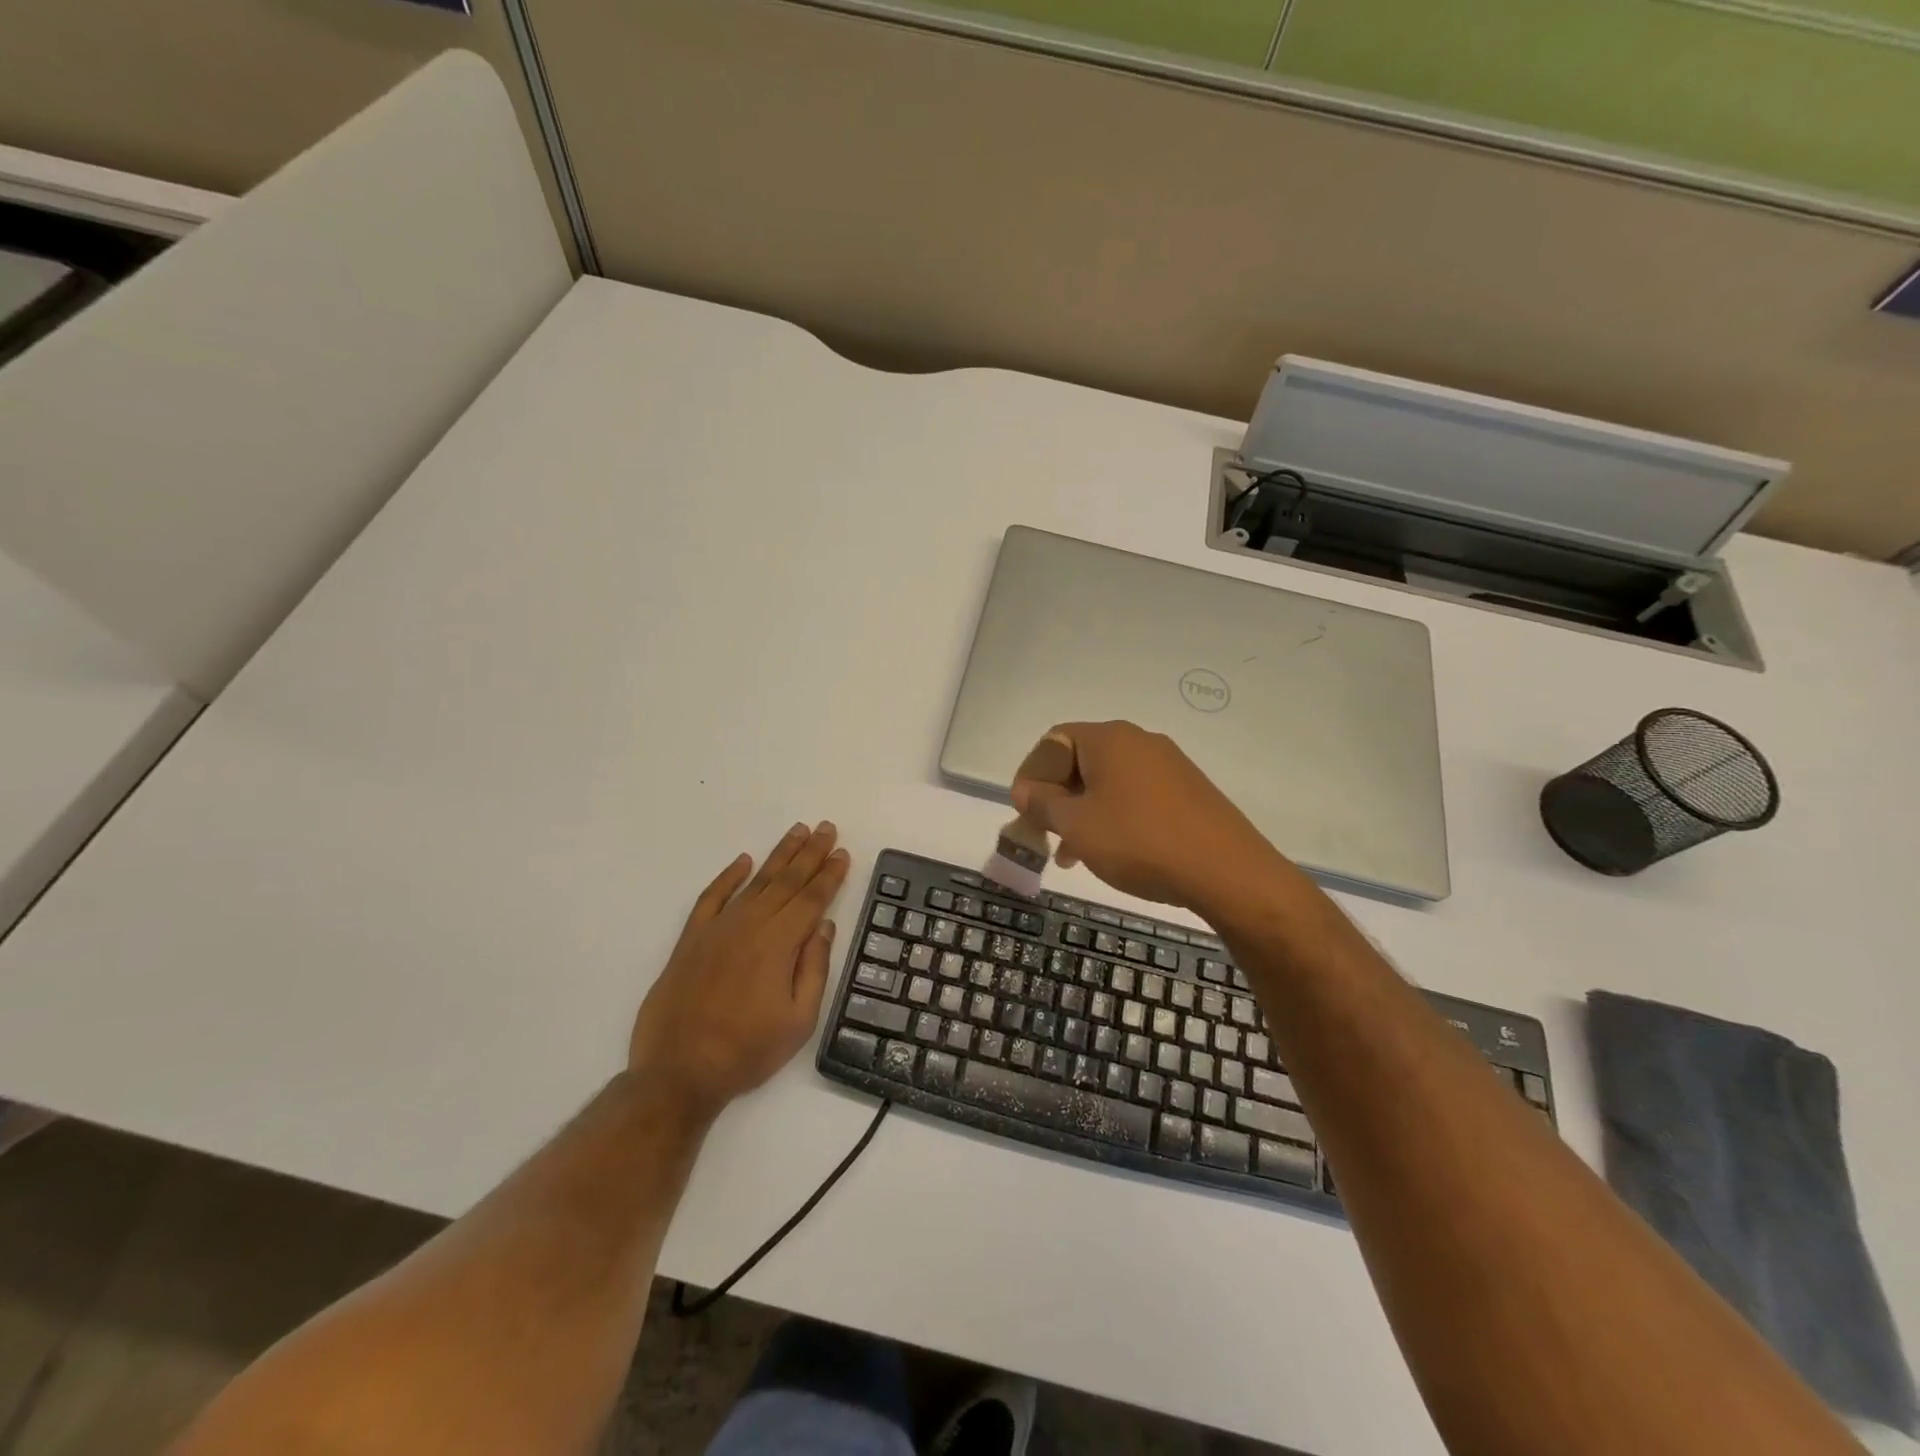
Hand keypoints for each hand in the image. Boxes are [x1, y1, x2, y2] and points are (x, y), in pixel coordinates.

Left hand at [629, 822, 850, 1120]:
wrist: (678, 1072)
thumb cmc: (747, 1051)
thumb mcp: (799, 1021)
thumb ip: (814, 968)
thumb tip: (824, 925)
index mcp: (779, 944)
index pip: (812, 899)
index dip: (830, 874)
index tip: (842, 852)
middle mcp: (750, 925)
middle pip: (787, 881)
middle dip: (810, 853)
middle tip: (826, 828)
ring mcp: (718, 929)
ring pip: (755, 881)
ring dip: (779, 855)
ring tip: (797, 832)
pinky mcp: (691, 939)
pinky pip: (712, 897)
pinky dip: (728, 876)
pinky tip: (743, 861)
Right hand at [1012, 721, 1286, 915]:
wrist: (1227, 872)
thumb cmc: (1139, 842)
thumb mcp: (1077, 825)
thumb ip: (1043, 804)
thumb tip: (1024, 791)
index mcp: (1110, 739)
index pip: (1053, 741)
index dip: (1031, 774)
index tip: (1023, 810)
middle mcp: (1140, 741)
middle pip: (1082, 760)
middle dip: (1057, 797)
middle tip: (1046, 834)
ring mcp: (1169, 765)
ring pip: (1109, 782)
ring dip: (1083, 812)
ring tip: (1073, 854)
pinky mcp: (1188, 791)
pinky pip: (1136, 795)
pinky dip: (1114, 817)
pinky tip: (1112, 852)